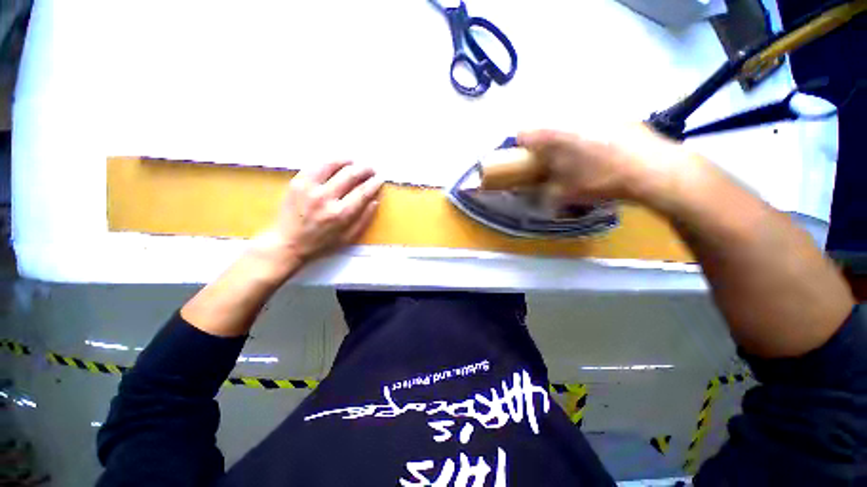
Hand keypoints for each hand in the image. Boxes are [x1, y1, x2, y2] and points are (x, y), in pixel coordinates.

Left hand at [251, 161, 382, 275]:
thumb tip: (375, 201)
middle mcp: (326, 198)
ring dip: (347, 161)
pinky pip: (316, 165)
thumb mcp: (348, 238)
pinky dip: (329, 161)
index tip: (380, 179)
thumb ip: (364, 220)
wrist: (287, 243)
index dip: (374, 183)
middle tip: (371, 169)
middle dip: (365, 169)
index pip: (363, 192)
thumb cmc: (321, 243)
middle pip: (350, 174)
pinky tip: (336, 163)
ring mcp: (309, 188)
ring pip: (333, 164)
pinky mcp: (297, 182)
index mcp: (341, 214)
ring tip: (355, 162)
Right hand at [517, 124, 699, 204]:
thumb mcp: (566, 193)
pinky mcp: (617, 114)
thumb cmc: (602, 181)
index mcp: (555, 135)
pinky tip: (603, 150)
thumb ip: (544, 191)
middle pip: (547, 127)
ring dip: (566, 138)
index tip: (526, 158)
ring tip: (579, 156)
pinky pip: (592, 122)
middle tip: (553, 161)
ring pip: (570, 123)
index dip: (521, 146)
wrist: (653, 169)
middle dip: (545, 144)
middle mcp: (572, 118)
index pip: (524, 132)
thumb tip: (536, 192)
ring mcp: (597, 113)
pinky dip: (589, 134)